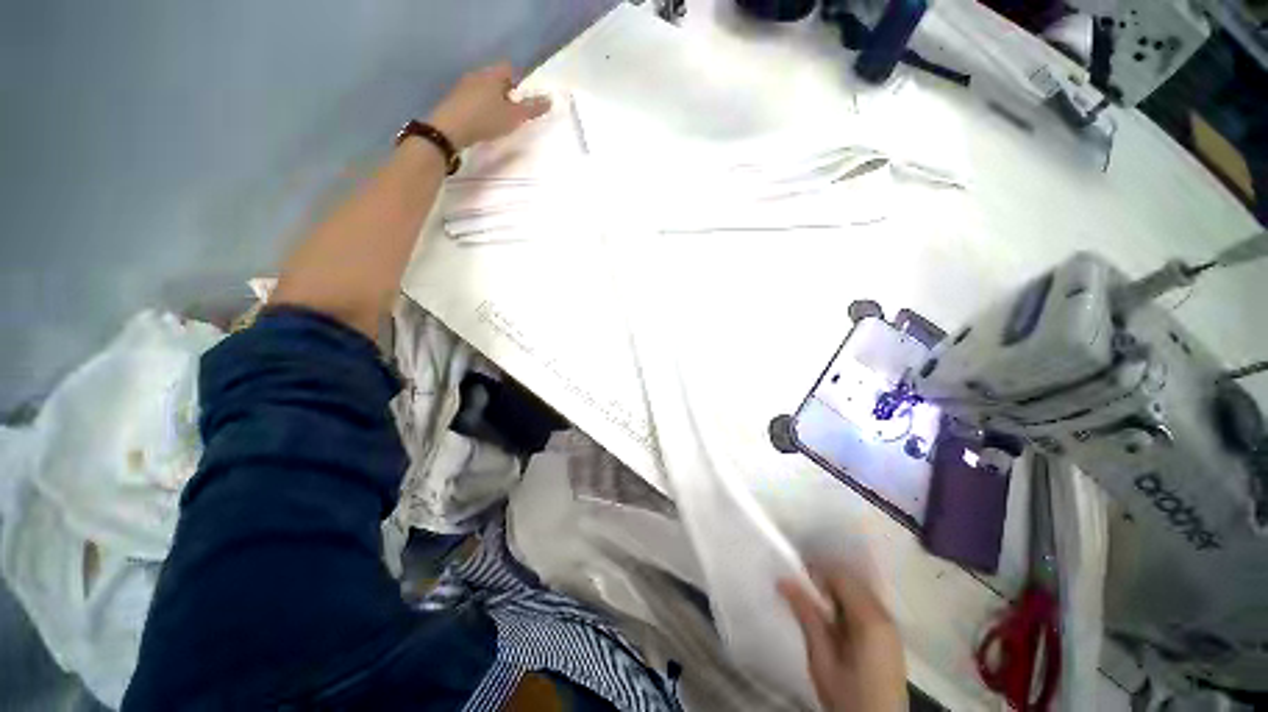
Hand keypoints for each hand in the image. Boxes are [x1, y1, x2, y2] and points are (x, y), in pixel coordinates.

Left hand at [427, 63, 551, 149]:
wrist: (449, 129)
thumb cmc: (486, 119)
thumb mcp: (514, 117)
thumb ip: (532, 108)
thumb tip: (550, 99)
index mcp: (492, 75)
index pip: (508, 68)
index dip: (517, 81)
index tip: (521, 100)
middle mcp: (477, 75)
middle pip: (495, 78)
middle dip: (504, 92)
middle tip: (511, 113)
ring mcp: (463, 86)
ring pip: (483, 89)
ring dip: (491, 101)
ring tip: (497, 120)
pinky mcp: (454, 100)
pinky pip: (472, 99)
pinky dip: (479, 108)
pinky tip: (481, 123)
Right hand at [779, 564, 906, 711]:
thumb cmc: (848, 696)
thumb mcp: (822, 659)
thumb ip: (807, 616)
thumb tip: (784, 580)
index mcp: (870, 619)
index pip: (842, 576)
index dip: (817, 568)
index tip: (795, 571)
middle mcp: (886, 616)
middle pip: (853, 581)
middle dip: (826, 578)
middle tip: (800, 585)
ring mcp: (891, 627)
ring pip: (860, 592)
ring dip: (837, 591)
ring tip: (813, 600)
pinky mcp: (890, 638)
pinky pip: (866, 606)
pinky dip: (847, 603)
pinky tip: (833, 615)